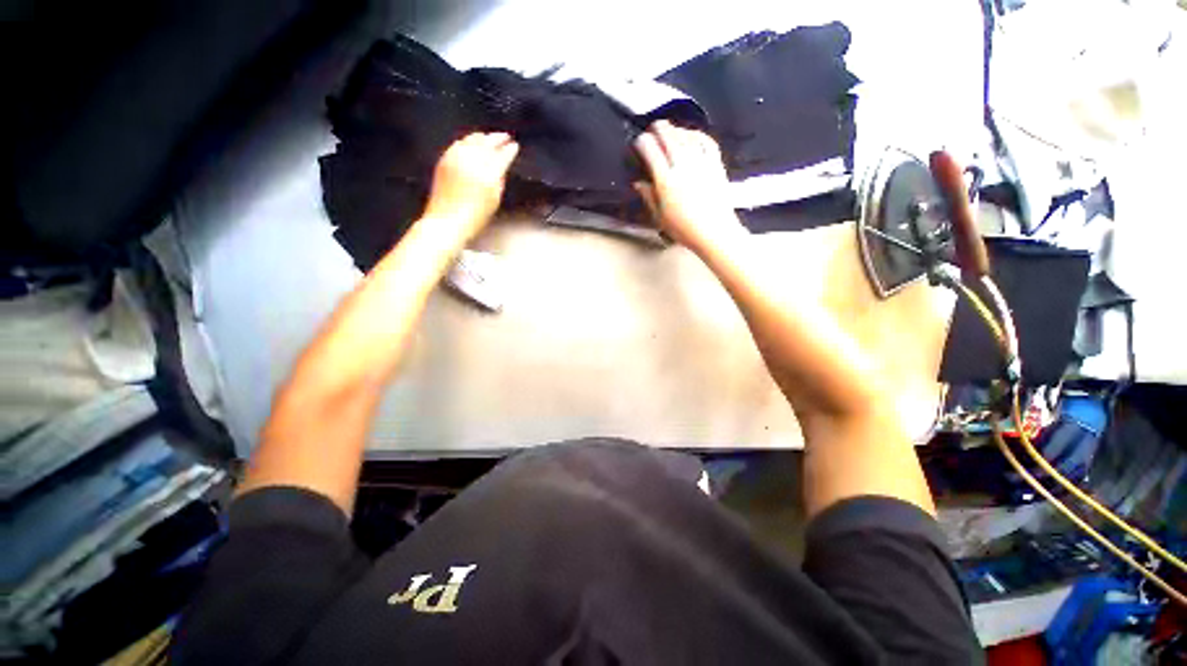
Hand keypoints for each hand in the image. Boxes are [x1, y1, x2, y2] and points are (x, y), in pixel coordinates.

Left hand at [422, 132, 519, 243]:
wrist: (447, 221)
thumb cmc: (475, 217)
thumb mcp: (494, 200)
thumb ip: (499, 180)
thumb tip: (501, 167)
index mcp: (488, 174)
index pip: (502, 155)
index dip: (510, 150)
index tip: (515, 146)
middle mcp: (472, 161)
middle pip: (487, 142)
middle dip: (497, 138)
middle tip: (505, 137)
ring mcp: (456, 158)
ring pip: (471, 140)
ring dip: (483, 137)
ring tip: (489, 138)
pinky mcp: (444, 160)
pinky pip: (458, 144)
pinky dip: (468, 141)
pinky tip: (471, 143)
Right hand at [633, 121, 744, 254]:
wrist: (715, 232)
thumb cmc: (684, 229)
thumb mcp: (660, 217)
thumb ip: (649, 197)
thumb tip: (638, 183)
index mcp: (666, 181)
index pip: (651, 151)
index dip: (643, 142)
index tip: (639, 142)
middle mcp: (682, 166)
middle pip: (669, 138)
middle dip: (659, 129)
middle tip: (653, 127)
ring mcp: (701, 163)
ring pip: (686, 136)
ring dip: (676, 129)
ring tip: (670, 129)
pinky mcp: (716, 164)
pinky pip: (706, 142)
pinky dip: (697, 134)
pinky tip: (692, 134)